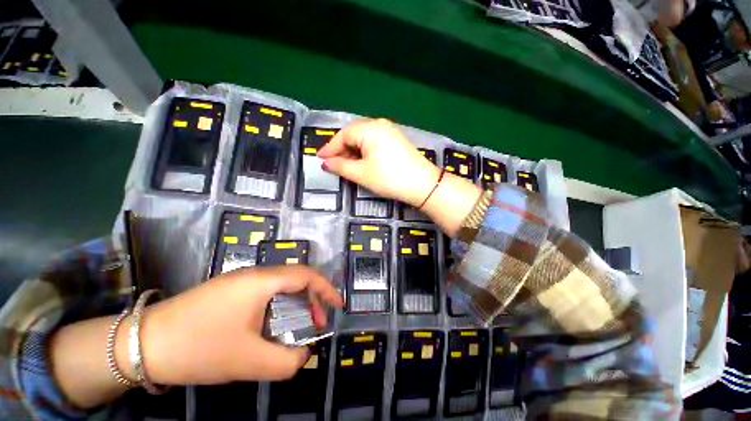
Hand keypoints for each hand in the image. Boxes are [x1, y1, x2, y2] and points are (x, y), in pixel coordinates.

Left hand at [133, 266, 343, 384]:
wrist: (142, 343)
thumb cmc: (198, 347)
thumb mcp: (247, 361)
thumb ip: (286, 361)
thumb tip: (304, 355)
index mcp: (262, 281)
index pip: (306, 275)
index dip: (326, 288)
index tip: (338, 306)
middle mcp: (254, 274)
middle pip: (296, 278)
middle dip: (312, 298)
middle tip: (316, 323)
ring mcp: (239, 280)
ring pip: (281, 285)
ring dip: (295, 302)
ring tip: (297, 326)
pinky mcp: (229, 290)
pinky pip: (265, 291)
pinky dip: (279, 305)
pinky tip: (271, 325)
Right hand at [318, 118, 440, 206]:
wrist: (423, 184)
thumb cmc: (389, 178)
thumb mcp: (361, 174)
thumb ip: (341, 166)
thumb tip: (325, 163)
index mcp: (369, 129)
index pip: (343, 135)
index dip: (330, 148)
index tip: (319, 159)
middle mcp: (380, 124)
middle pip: (354, 134)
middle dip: (342, 149)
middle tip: (333, 164)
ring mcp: (391, 131)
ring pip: (364, 138)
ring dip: (353, 151)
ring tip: (347, 165)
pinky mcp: (397, 140)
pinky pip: (375, 142)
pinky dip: (365, 151)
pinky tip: (363, 161)